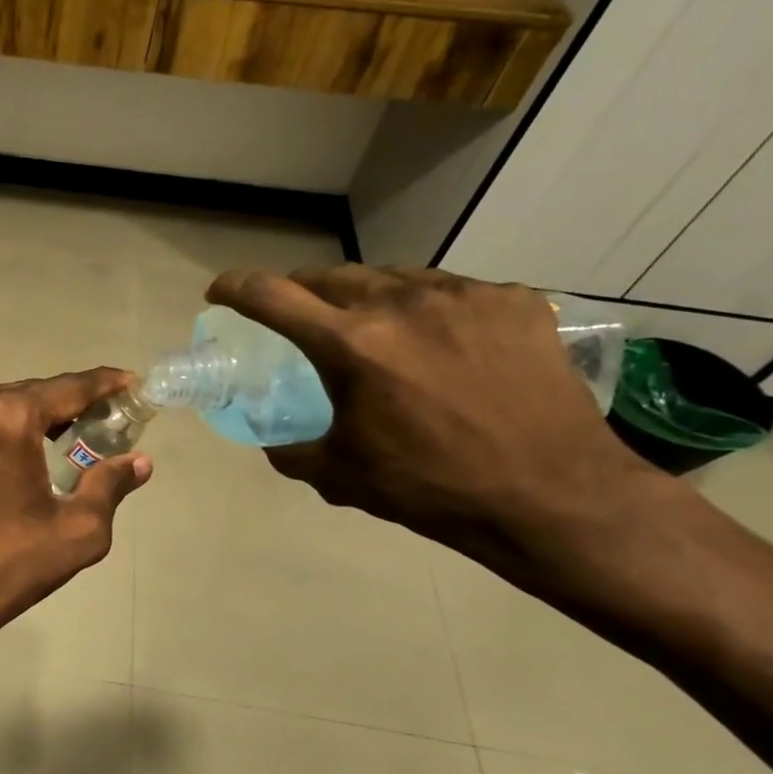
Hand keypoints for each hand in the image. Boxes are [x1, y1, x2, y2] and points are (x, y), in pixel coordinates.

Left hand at [0, 369, 151, 669]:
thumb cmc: (6, 566)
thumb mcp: (76, 531)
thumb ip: (109, 485)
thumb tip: (138, 462)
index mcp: (6, 417)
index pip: (68, 388)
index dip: (103, 385)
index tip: (129, 383)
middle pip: (28, 394)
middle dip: (62, 409)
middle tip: (93, 427)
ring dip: (23, 420)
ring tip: (51, 445)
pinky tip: (5, 457)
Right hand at [207, 266, 659, 561]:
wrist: (552, 496)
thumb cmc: (431, 488)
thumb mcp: (340, 475)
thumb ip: (292, 452)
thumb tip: (273, 443)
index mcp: (351, 345)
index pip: (272, 297)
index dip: (235, 288)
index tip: (220, 292)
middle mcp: (402, 304)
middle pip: (331, 276)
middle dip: (303, 292)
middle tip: (301, 316)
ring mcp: (463, 296)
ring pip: (392, 277)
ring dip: (367, 297)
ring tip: (375, 329)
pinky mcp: (514, 301)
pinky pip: (452, 291)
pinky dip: (429, 309)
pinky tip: (442, 343)